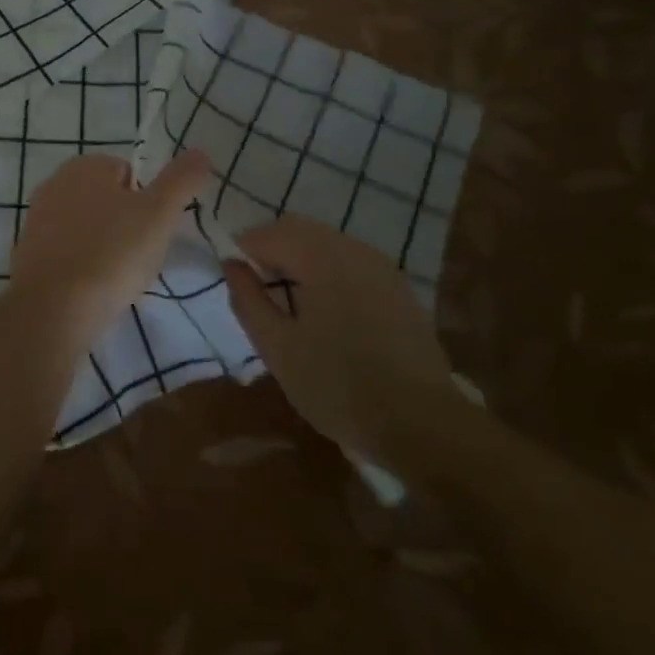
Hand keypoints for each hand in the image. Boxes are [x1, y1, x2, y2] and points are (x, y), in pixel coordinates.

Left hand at [9, 150, 210, 345]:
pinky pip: (67, 252)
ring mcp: (37, 218)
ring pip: (86, 227)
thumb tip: (200, 152)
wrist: (52, 310)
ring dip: (103, 246)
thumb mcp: (159, 214)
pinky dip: (81, 265)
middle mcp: (55, 183)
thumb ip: (181, 181)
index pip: (129, 173)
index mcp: (85, 165)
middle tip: (138, 256)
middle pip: (107, 200)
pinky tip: (91, 289)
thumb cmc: (111, 254)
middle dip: (124, 224)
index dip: (147, 202)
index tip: (152, 232)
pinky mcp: (27, 253)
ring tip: (117, 277)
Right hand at [225, 215, 463, 464]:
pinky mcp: (397, 286)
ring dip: (299, 259)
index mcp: (320, 257)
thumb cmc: (339, 386)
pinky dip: (327, 270)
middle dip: (271, 250)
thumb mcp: (278, 349)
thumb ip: (248, 299)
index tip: (236, 283)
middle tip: (258, 291)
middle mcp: (352, 248)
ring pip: (325, 242)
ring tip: (290, 303)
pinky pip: (350, 260)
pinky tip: (326, 310)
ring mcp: (380, 265)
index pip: (267, 234)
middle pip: (298, 229)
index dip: (243, 252)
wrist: (423, 425)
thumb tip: (231, 265)